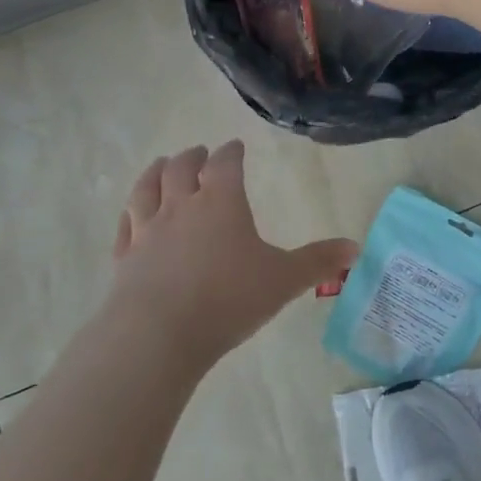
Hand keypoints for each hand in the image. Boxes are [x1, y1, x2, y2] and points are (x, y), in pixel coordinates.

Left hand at [104, 140, 357, 366]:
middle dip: (193, 156)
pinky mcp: (125, 258)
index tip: (235, 146)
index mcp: (221, 203)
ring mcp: (148, 231)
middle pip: (182, 169)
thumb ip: (318, 262)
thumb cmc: (228, 299)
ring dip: (156, 172)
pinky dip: (130, 213)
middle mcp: (181, 207)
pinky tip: (131, 215)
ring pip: (147, 188)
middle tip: (199, 152)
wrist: (158, 334)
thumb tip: (356, 247)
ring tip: (162, 165)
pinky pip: (126, 226)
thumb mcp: (283, 281)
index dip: (231, 152)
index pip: (226, 164)